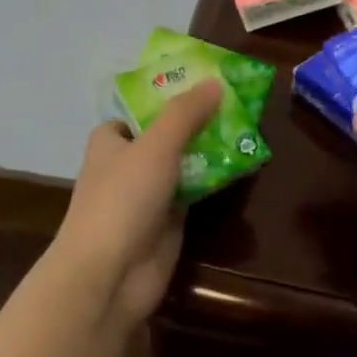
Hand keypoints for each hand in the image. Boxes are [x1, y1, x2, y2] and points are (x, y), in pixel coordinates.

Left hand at [56, 79, 222, 323]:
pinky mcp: (168, 220)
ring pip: (183, 163)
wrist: (111, 274)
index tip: (202, 82)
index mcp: (112, 141)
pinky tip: (242, 163)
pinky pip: (195, 190)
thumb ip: (185, 114)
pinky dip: (214, 179)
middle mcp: (128, 164)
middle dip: (197, 121)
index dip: (166, 96)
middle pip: (166, 135)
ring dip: (209, 150)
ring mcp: (148, 194)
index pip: (138, 111)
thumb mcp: (156, 145)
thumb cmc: (123, 198)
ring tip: (246, 126)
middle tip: (236, 102)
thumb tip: (215, 82)